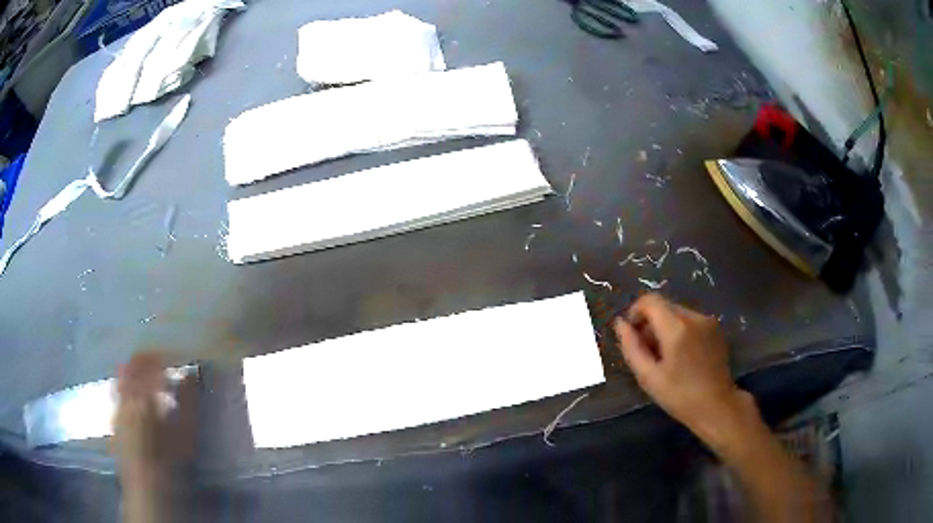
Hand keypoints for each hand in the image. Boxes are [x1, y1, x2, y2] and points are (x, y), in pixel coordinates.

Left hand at [111, 352, 196, 489]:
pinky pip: (118, 391)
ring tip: (147, 376)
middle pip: (134, 364)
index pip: (153, 362)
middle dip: (148, 358)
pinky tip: (135, 397)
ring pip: (123, 375)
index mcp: (145, 392)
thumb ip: (188, 401)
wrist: (146, 483)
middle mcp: (128, 393)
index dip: (165, 356)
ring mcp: (118, 403)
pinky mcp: (114, 416)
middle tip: (161, 361)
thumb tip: (190, 374)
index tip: (176, 357)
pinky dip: (126, 386)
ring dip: (135, 370)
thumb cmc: (170, 459)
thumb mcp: (186, 433)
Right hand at [613, 293, 749, 441]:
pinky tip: (682, 355)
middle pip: (664, 305)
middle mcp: (694, 317)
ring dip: (665, 326)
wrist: (717, 405)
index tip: (632, 333)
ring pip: (677, 312)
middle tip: (647, 350)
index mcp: (676, 328)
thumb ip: (631, 347)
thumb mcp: (648, 377)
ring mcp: (707, 321)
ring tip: (665, 355)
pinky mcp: (716, 327)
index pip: (650, 300)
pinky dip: (680, 330)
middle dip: (650, 322)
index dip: (636, 311)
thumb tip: (620, 324)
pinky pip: (691, 320)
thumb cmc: (679, 396)